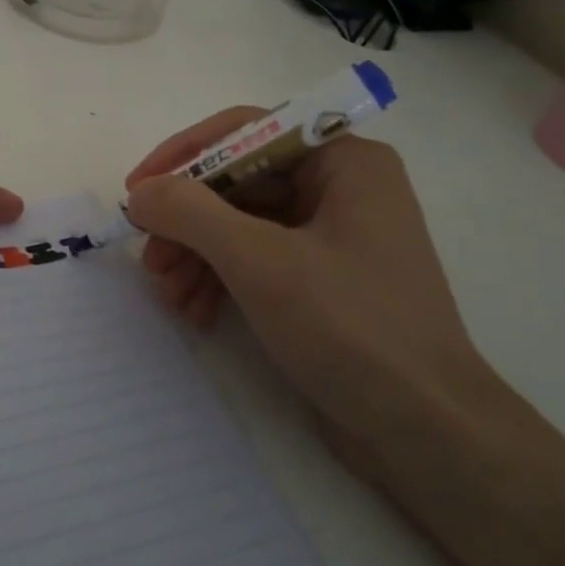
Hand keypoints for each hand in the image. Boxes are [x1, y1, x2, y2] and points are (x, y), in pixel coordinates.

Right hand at [124, 113, 493, 464]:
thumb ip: (191, 213)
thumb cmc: (351, 329)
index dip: (183, 155)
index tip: (137, 190)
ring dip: (196, 254)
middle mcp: (339, 188)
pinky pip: (255, 258)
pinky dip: (220, 279)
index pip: (245, 131)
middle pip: (237, 181)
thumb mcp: (260, 263)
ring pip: (240, 223)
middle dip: (187, 221)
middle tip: (149, 257)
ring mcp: (331, 235)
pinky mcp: (321, 279)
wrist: (427, 434)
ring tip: (168, 295)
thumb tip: (140, 191)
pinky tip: (196, 311)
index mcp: (343, 162)